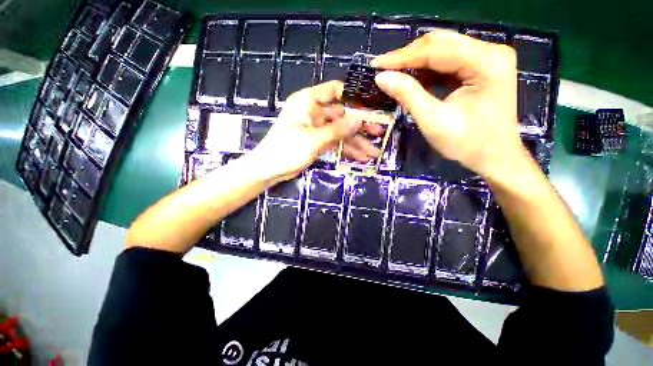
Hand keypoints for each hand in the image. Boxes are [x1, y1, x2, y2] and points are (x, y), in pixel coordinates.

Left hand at [249, 81, 378, 183]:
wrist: (269, 170)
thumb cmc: (286, 149)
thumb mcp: (313, 139)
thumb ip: (337, 129)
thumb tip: (359, 119)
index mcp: (308, 102)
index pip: (334, 91)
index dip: (353, 96)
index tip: (372, 105)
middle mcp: (314, 112)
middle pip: (342, 115)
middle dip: (360, 126)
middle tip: (379, 132)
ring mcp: (317, 129)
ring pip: (341, 132)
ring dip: (356, 142)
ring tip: (373, 153)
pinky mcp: (318, 142)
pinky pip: (336, 143)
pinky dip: (347, 150)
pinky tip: (361, 157)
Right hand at [372, 30, 529, 179]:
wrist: (494, 157)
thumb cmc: (467, 143)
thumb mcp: (433, 120)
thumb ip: (408, 95)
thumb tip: (381, 77)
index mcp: (486, 62)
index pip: (436, 50)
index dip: (402, 57)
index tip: (377, 65)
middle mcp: (490, 52)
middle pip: (441, 44)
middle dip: (408, 57)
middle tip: (383, 69)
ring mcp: (487, 59)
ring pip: (443, 51)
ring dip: (416, 63)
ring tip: (393, 74)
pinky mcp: (481, 69)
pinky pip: (447, 63)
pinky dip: (427, 71)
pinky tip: (411, 79)